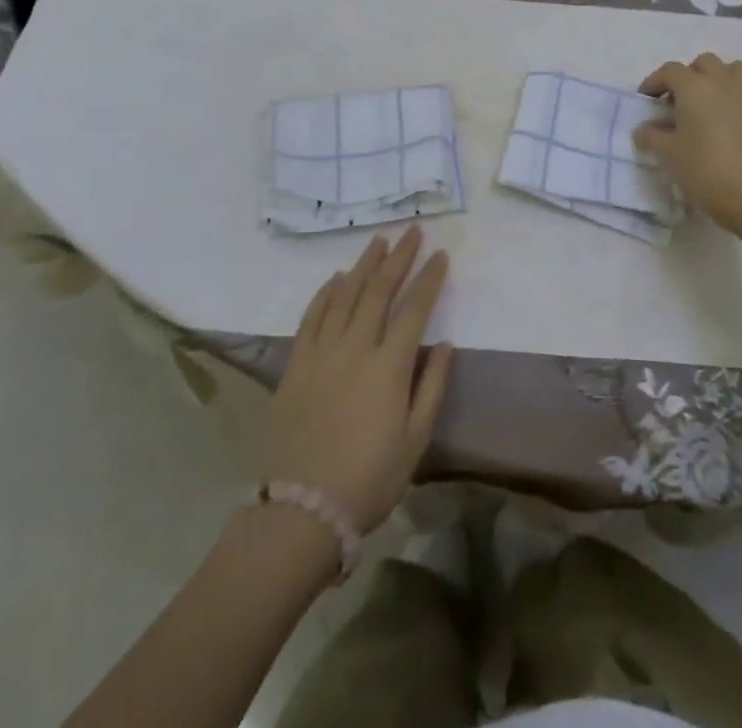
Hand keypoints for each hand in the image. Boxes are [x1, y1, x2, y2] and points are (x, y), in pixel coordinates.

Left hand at [264, 226, 451, 533]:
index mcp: (390, 365)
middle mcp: (356, 347)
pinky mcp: (296, 364)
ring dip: (363, 265)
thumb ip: (431, 387)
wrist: (301, 509)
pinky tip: (336, 278)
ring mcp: (322, 353)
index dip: (429, 279)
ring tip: (378, 241)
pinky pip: (312, 317)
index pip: (414, 308)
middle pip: (379, 290)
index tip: (441, 255)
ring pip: (345, 295)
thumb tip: (445, 344)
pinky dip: (325, 293)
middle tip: (411, 231)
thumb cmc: (369, 478)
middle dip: (398, 257)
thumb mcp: (415, 440)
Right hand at [634, 53, 741, 244]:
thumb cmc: (708, 172)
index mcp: (696, 88)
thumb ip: (651, 137)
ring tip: (708, 105)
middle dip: (688, 76)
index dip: (654, 81)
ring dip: (718, 80)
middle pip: (704, 63)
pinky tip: (729, 126)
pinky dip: (736, 100)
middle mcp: (724, 83)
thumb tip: (644, 129)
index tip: (646, 99)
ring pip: (733, 71)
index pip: (670, 70)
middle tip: (678, 101)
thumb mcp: (669, 157)